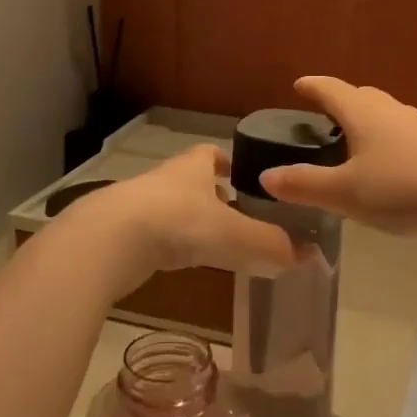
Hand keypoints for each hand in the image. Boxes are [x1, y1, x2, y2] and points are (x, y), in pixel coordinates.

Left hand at [70, 145, 299, 291]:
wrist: (107, 240)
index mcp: (192, 167)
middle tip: (238, 216)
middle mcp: (165, 179)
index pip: (211, 153)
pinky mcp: (120, 232)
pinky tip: (180, 262)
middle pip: (192, 181)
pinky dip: (168, 244)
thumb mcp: (234, 235)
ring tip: (215, 244)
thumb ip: (271, 245)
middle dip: (213, 196)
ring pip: (172, 208)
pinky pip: (153, 234)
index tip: (245, 176)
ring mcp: (138, 204)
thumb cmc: (177, 223)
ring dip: (191, 222)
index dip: (229, 162)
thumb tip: (310, 256)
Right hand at [259, 77, 416, 238]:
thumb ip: (304, 185)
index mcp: (364, 114)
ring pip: (387, 114)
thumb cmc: (400, 190)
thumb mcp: (344, 193)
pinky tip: (391, 161)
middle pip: (363, 96)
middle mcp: (392, 112)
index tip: (299, 85)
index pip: (332, 90)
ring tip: (356, 137)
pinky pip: (405, 133)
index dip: (313, 87)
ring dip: (368, 119)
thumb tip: (266, 177)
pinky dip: (389, 138)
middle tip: (326, 112)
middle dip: (342, 100)